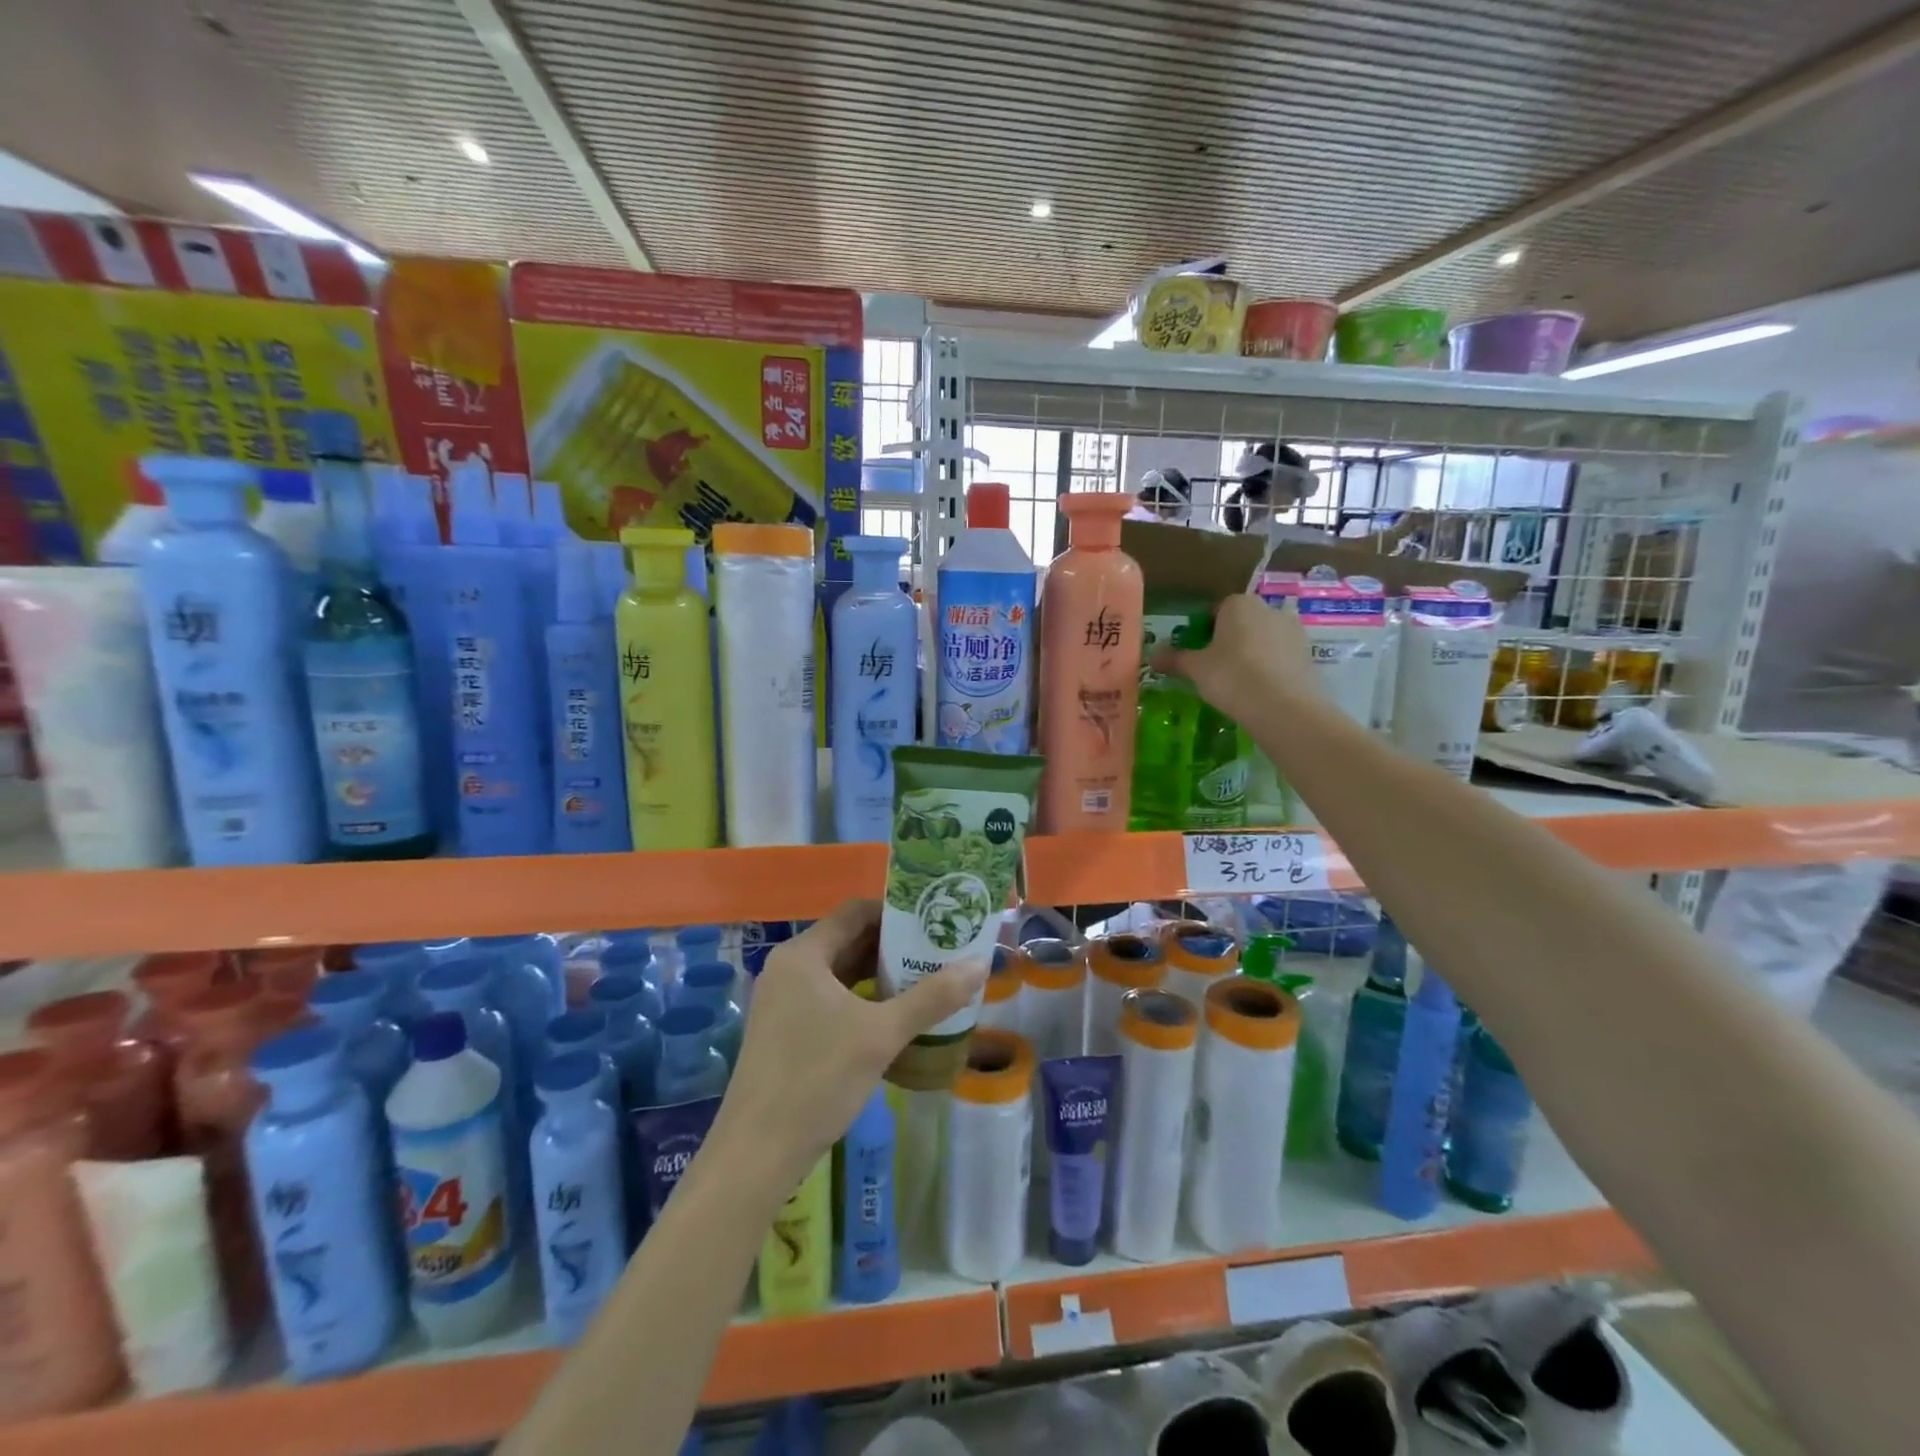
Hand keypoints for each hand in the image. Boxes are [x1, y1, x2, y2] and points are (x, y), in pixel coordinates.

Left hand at [707, 899, 986, 1201]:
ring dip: (879, 974)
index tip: (934, 921)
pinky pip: (829, 998)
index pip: (856, 911)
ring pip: (839, 972)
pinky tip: (892, 1017)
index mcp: (804, 955)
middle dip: (893, 944)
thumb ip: (932, 997)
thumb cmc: (818, 1079)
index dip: (896, 911)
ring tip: (925, 980)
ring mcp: (782, 1000)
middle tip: (937, 951)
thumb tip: (980, 964)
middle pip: (848, 939)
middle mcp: (788, 968)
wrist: (756, 1154)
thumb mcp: (882, 1035)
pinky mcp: (783, 1030)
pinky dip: (861, 999)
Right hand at [1150, 591, 1313, 717]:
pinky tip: (1260, 690)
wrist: (1283, 707)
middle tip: (1215, 669)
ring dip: (1252, 654)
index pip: (1216, 610)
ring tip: (1239, 682)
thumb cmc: (1231, 676)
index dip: (1204, 631)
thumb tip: (1152, 657)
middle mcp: (1269, 609)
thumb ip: (1175, 659)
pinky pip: (1281, 657)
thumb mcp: (1196, 669)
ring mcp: (1294, 631)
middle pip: (1242, 623)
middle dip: (1230, 641)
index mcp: (1239, 604)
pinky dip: (1270, 668)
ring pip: (1264, 639)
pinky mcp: (1309, 654)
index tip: (1197, 653)